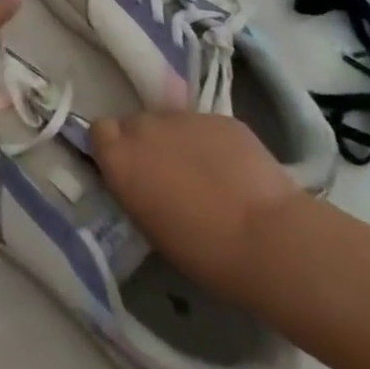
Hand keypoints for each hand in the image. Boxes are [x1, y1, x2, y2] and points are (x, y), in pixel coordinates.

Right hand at [90, 111, 305, 296]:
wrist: (269, 240)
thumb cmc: (203, 251)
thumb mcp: (148, 224)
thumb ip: (133, 187)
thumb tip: (139, 178)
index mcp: (119, 156)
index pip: (100, 131)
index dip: (113, 147)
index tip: (129, 169)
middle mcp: (144, 126)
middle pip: (135, 123)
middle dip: (147, 143)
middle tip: (168, 174)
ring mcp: (184, 117)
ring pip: (172, 123)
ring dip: (179, 141)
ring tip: (206, 174)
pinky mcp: (221, 118)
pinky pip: (206, 127)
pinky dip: (213, 143)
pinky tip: (234, 171)